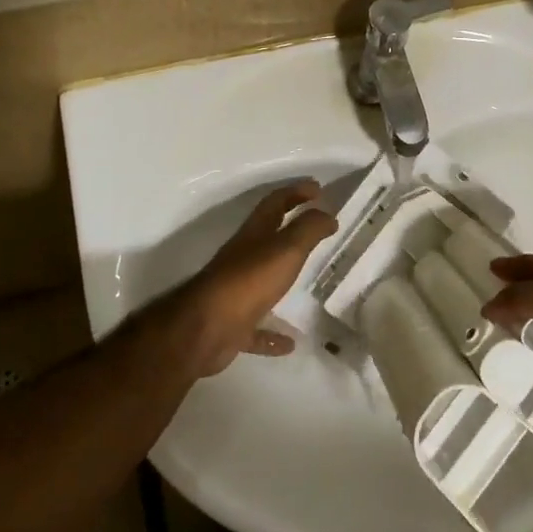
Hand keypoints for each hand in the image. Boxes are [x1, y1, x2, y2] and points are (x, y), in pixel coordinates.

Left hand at [176, 181, 337, 375]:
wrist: (205, 329)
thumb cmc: (249, 280)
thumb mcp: (286, 249)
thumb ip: (308, 230)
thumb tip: (327, 214)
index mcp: (254, 234)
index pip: (276, 203)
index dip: (296, 192)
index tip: (317, 188)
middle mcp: (243, 258)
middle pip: (267, 237)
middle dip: (290, 228)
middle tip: (317, 228)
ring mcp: (236, 292)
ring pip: (262, 280)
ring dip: (282, 278)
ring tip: (307, 282)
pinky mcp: (233, 324)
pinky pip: (257, 327)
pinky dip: (272, 333)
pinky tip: (289, 343)